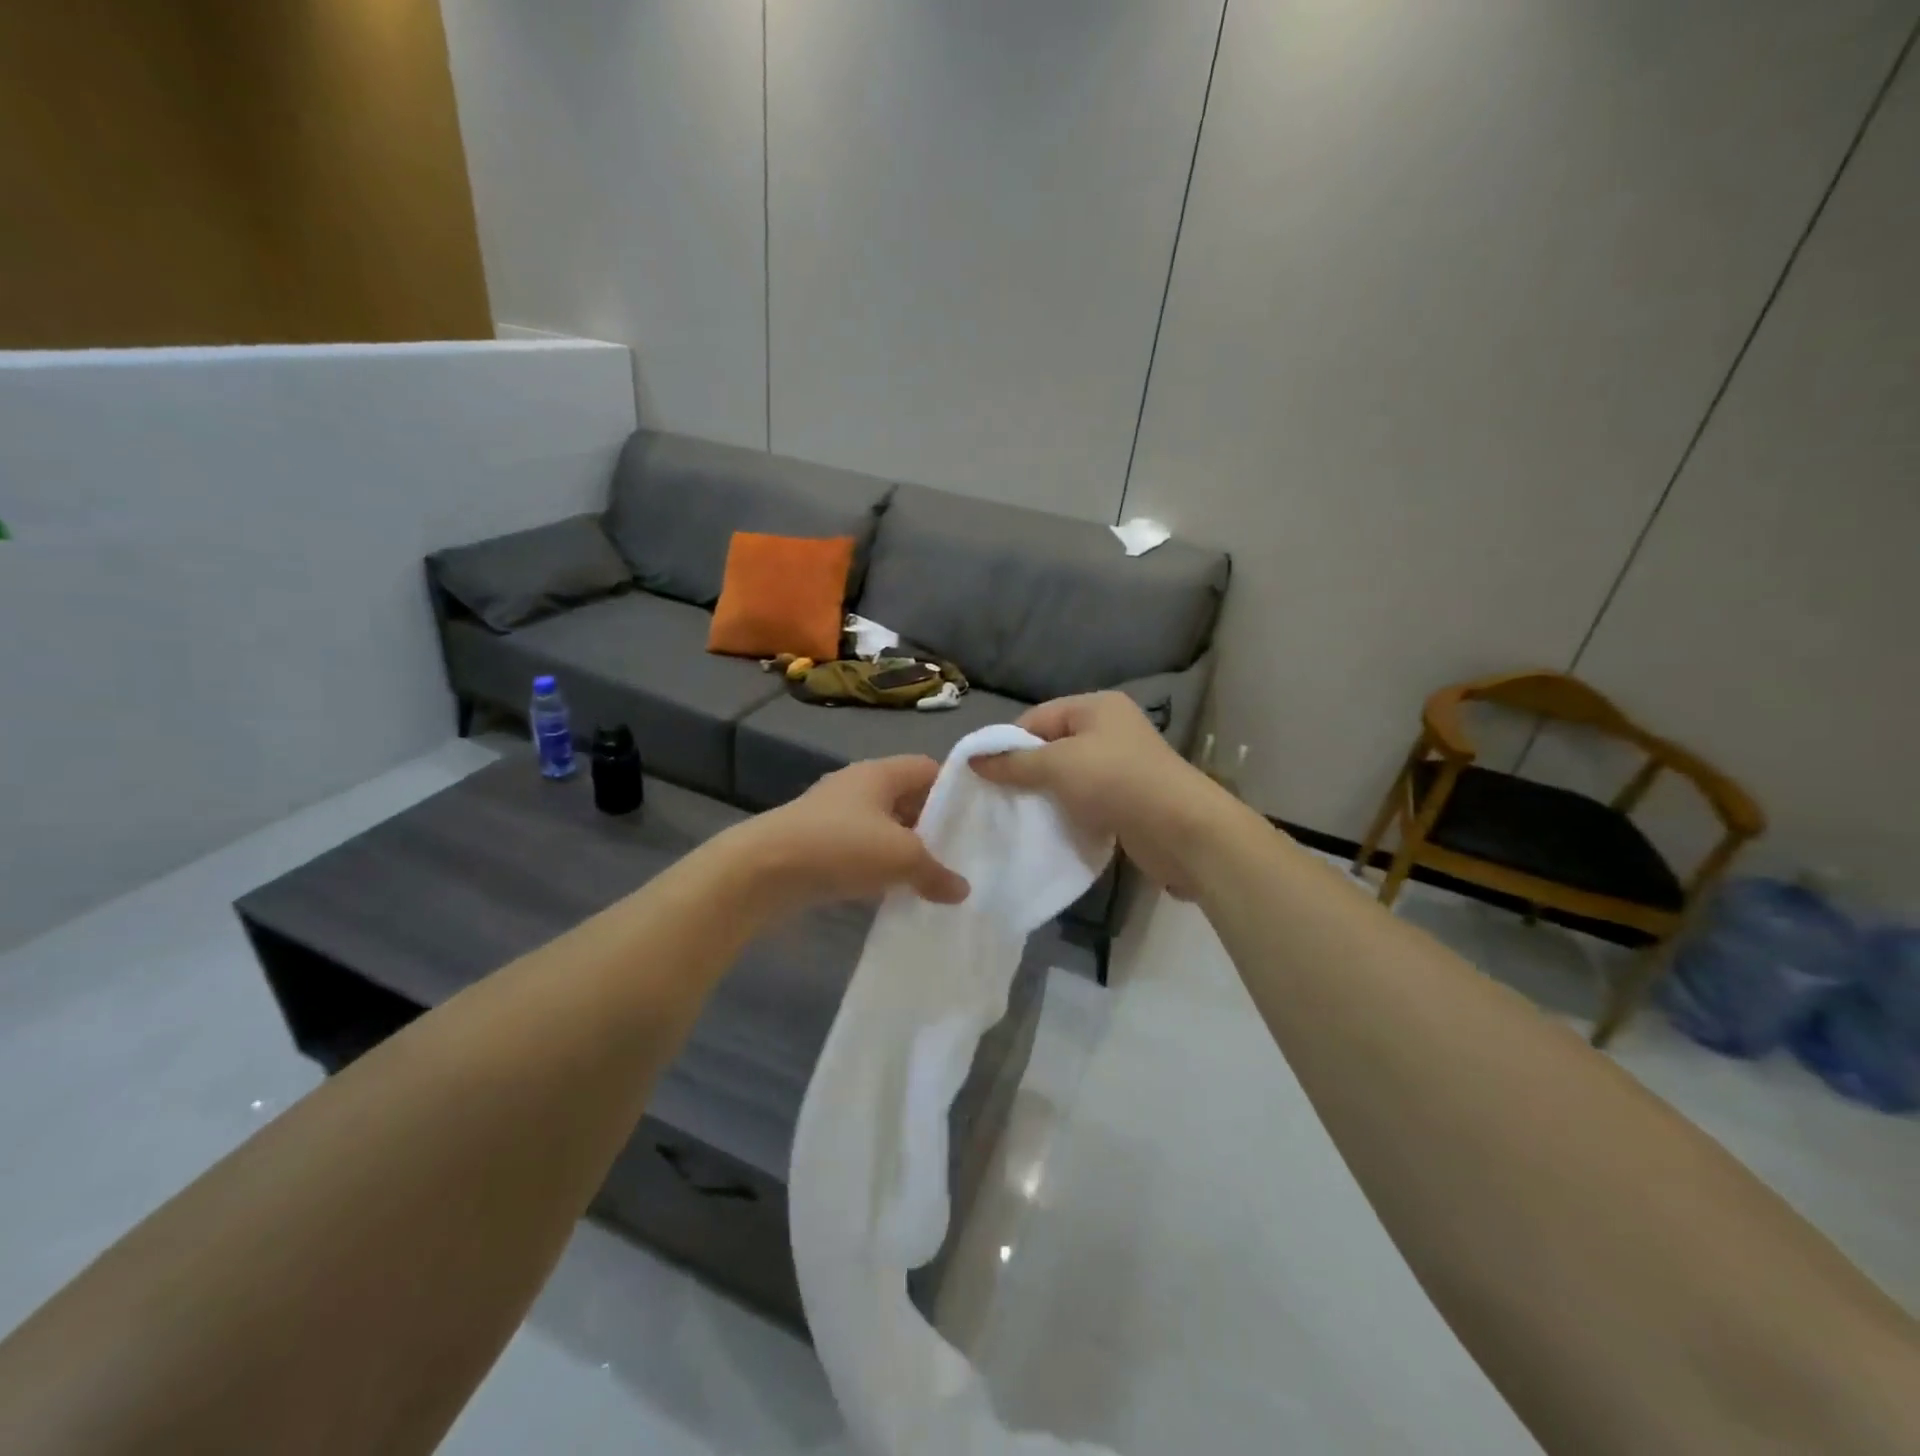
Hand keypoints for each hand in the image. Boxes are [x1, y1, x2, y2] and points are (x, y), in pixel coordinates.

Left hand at [724, 755, 969, 915]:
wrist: (762, 871)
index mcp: (879, 773)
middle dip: (932, 823)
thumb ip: (936, 872)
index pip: (928, 768)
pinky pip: (859, 849)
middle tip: (960, 851)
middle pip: (906, 797)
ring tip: (932, 875)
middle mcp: (857, 786)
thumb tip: (962, 889)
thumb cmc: (840, 846)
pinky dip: (878, 865)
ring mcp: (833, 814)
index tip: (976, 817)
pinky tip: (892, 890)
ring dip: (904, 848)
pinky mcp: (816, 843)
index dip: (954, 788)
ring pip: (882, 826)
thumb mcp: (900, 857)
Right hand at [972, 692, 1239, 897]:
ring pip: (1068, 774)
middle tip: (997, 796)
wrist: (1181, 830)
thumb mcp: (1057, 765)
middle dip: (1025, 769)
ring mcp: (1121, 764)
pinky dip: (1067, 809)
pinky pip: (1085, 797)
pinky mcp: (1127, 796)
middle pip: (1052, 745)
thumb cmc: (1115, 782)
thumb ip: (1014, 762)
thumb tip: (974, 760)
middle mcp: (1110, 729)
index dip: (1008, 743)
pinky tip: (1050, 826)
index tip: (985, 774)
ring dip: (1045, 793)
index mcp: (1096, 706)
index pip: (1037, 718)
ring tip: (1019, 813)